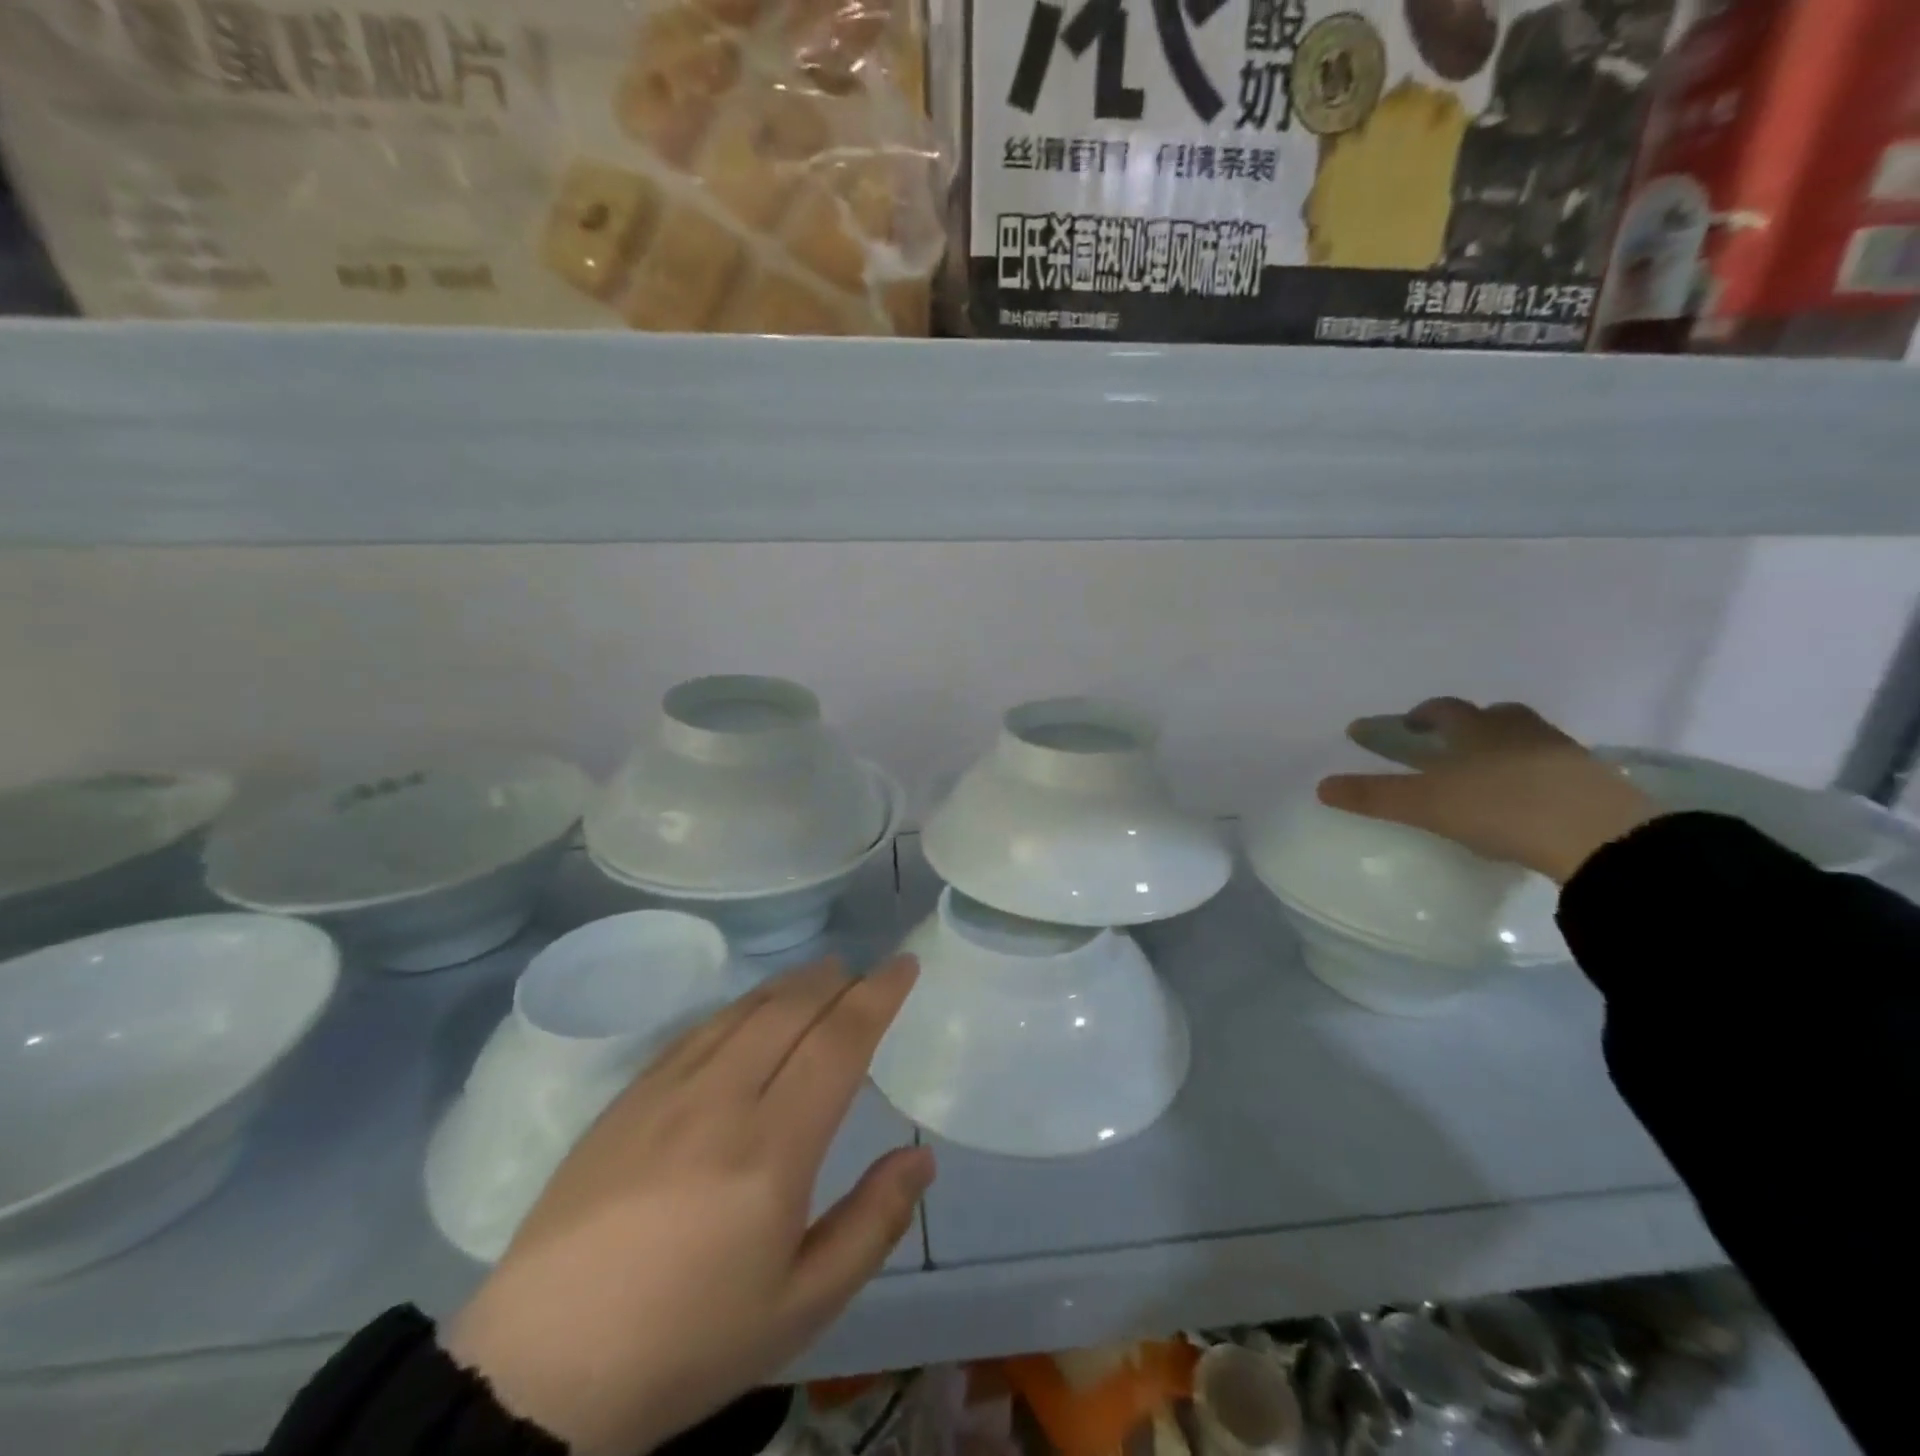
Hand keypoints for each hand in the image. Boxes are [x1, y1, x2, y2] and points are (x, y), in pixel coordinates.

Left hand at [445, 954, 933, 1455]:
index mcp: (772, 1150)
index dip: (877, 996)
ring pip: (744, 1009)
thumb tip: (921, 1157)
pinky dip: (741, 1006)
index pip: (838, 1042)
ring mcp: (667, 1091)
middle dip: (837, 980)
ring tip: (820, 976)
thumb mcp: (801, 1308)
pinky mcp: (628, 1097)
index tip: (904, 966)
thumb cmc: (687, 1344)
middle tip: (864, 974)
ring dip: (791, 984)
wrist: (541, 1372)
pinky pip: (699, 1028)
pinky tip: (750, 1012)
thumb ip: (872, 1224)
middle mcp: (721, 1100)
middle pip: (792, 1009)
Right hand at [1316, 698, 1658, 883]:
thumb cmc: (1499, 808)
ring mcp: (1560, 752)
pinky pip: (1554, 766)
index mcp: (1474, 729)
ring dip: (1502, 747)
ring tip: (1487, 772)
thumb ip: (1374, 796)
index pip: (1439, 710)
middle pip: (1489, 715)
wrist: (1598, 835)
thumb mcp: (1424, 805)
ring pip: (1524, 738)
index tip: (1395, 728)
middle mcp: (1516, 730)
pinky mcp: (1595, 781)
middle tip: (1445, 745)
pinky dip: (1534, 774)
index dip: (1412, 718)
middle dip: (1463, 725)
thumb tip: (1321, 786)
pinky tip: (1528, 797)